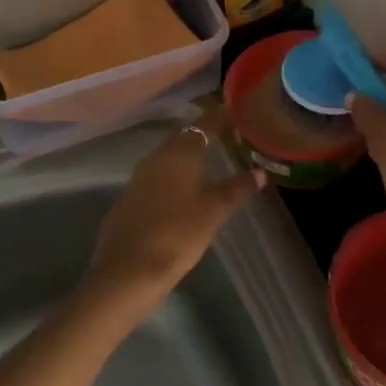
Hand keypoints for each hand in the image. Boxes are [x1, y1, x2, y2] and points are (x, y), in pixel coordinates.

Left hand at [84, 109, 263, 320]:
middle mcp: (156, 158)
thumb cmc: (177, 235)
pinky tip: (181, 191)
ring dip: (186, 156)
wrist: (125, 273)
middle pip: (182, 137)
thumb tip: (260, 172)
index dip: (219, 117)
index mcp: (180, 154)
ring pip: (167, 157)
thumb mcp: (213, 212)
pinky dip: (171, 176)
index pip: (203, 124)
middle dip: (203, 134)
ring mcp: (138, 178)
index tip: (234, 111)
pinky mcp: (127, 200)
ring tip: (207, 161)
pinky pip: (155, 177)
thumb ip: (236, 189)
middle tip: (226, 137)